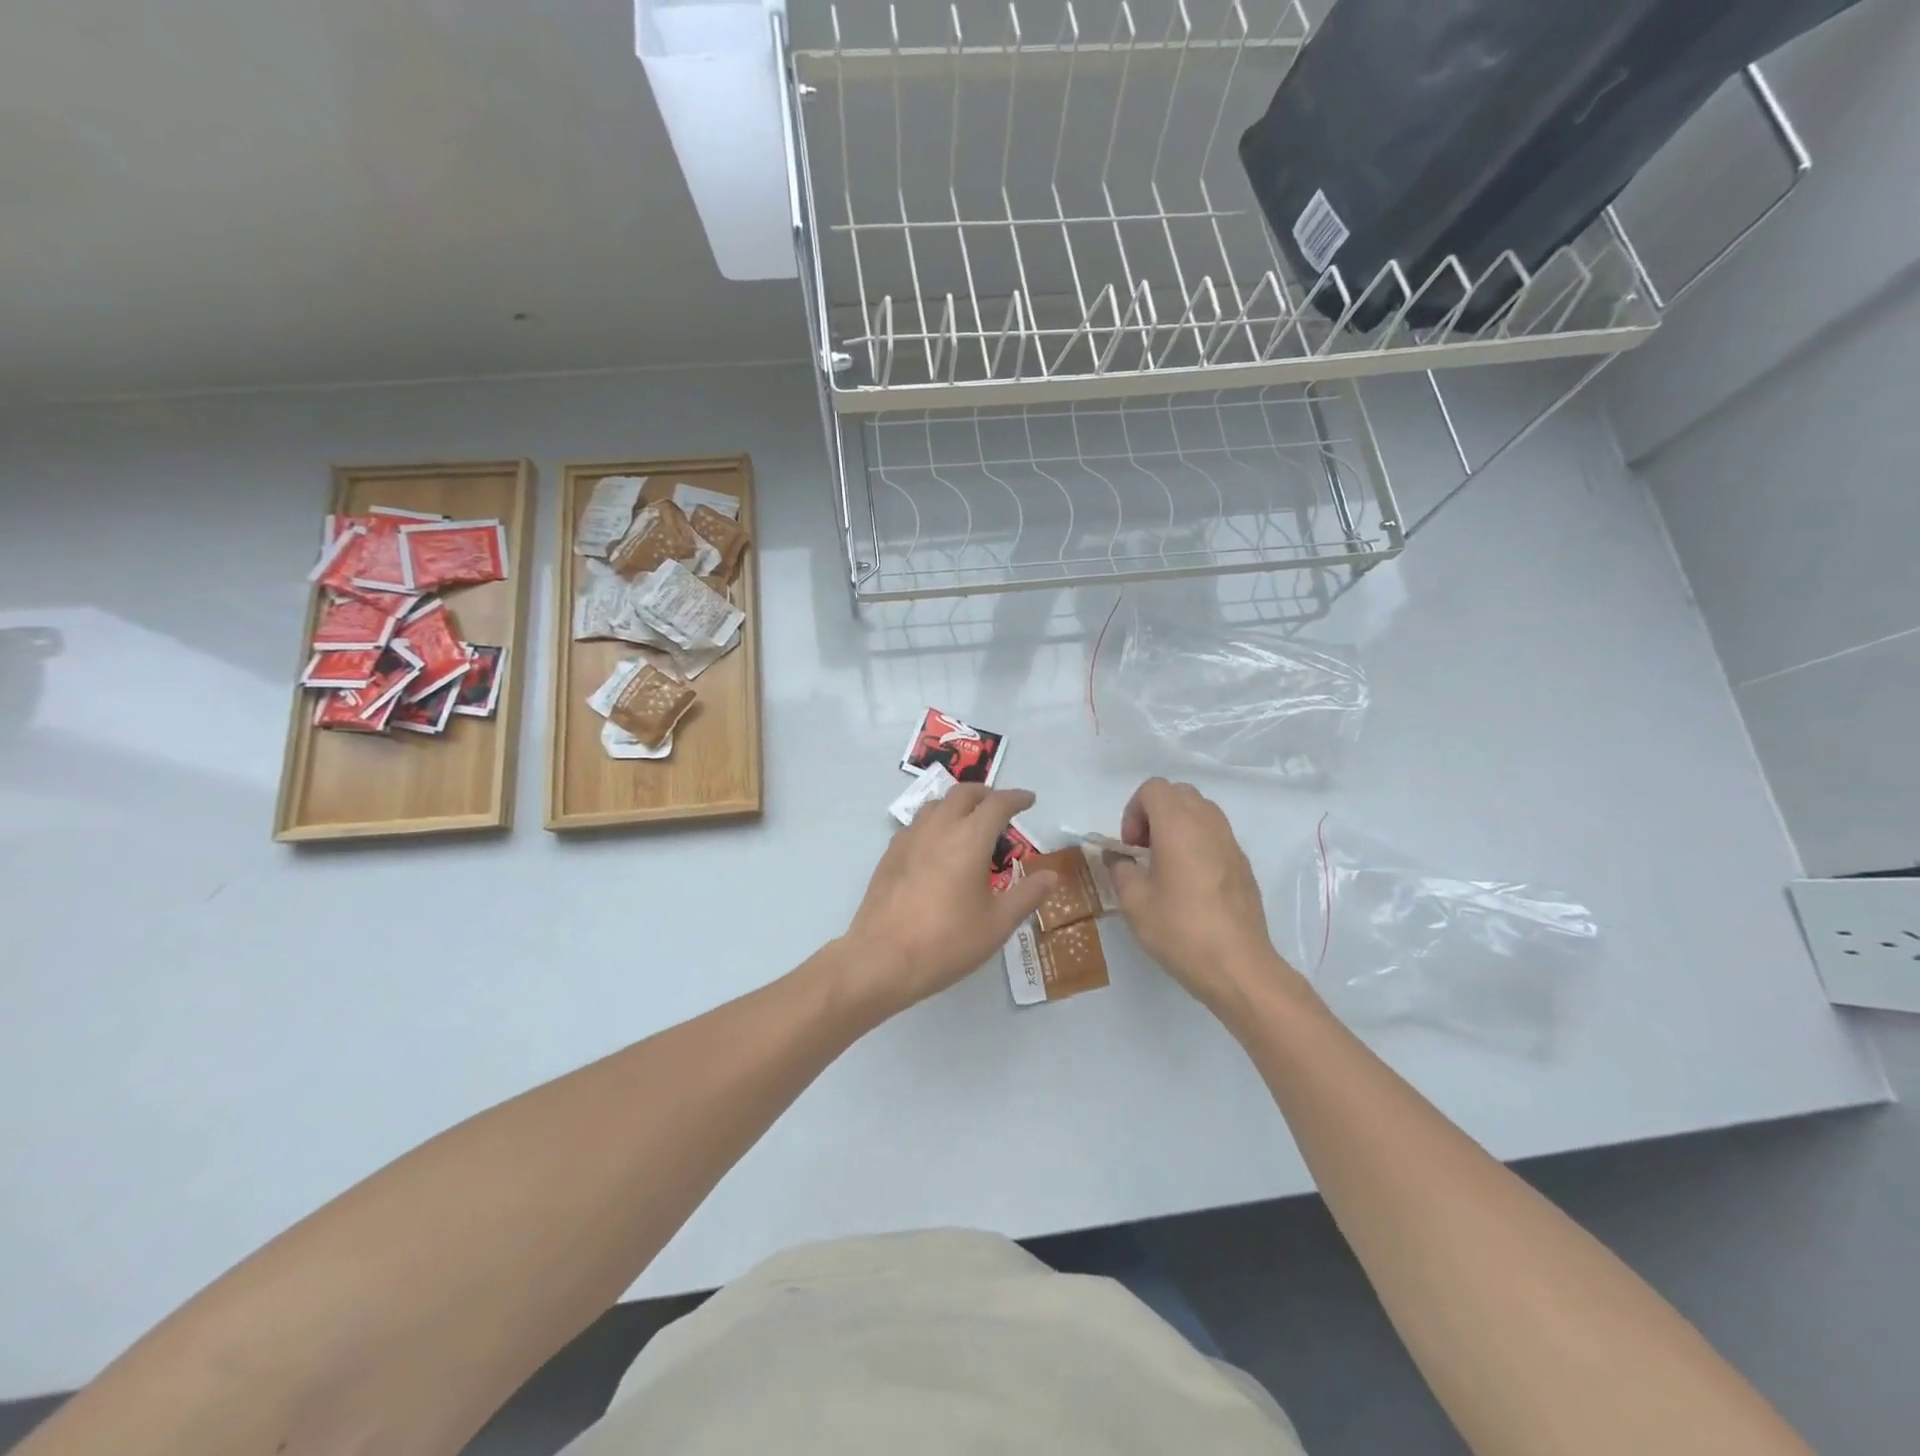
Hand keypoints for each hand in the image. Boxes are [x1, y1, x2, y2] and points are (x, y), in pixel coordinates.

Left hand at [836, 785, 1057, 1020]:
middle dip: (985, 794)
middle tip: (1000, 809)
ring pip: (936, 805)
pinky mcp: (890, 854)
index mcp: (969, 838)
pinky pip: (916, 825)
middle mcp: (938, 828)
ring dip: (957, 805)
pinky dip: (934, 823)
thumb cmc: (947, 941)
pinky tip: (937, 849)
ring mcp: (909, 838)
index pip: (997, 804)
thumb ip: (1027, 895)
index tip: (1029, 800)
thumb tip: (1051, 875)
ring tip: (969, 825)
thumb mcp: (997, 924)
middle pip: (963, 794)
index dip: (1016, 798)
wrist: (882, 958)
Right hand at [1108, 778, 1299, 1020]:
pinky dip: (1197, 843)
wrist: (1238, 966)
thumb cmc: (1180, 929)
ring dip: (1177, 826)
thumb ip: (1120, 870)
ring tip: (1166, 864)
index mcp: (1179, 825)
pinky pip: (1216, 835)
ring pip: (1201, 811)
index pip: (1153, 788)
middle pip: (1179, 793)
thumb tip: (1119, 859)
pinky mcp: (1243, 864)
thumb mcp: (1134, 902)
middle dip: (1155, 813)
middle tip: (1144, 850)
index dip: (1134, 811)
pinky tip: (1190, 883)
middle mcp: (1208, 824)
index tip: (1130, 846)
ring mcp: (1231, 843)